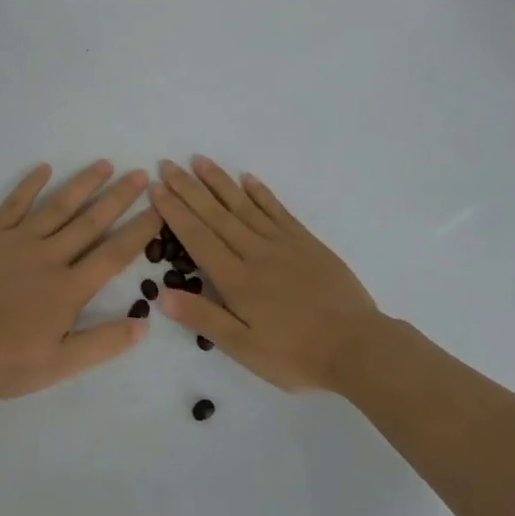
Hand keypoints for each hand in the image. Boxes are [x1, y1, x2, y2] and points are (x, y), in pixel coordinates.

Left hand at [0, 161, 160, 400]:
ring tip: (104, 164)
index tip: (159, 209)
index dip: (140, 230)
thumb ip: (102, 343)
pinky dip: (29, 185)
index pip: (114, 253)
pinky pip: (13, 205)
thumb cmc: (2, 362)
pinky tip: (44, 168)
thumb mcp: (58, 365)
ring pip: (57, 206)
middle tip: (140, 174)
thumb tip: (145, 323)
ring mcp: (17, 242)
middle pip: (91, 221)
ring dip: (83, 184)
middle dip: (118, 197)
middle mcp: (49, 257)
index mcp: (69, 289)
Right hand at [151, 158, 382, 394]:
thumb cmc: (296, 354)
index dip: (175, 212)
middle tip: (167, 164)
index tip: (156, 189)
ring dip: (220, 182)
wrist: (357, 347)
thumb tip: (162, 295)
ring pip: (244, 206)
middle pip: (216, 215)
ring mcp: (283, 244)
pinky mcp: (307, 243)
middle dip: (189, 188)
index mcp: (237, 280)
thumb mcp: (244, 348)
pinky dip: (261, 193)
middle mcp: (256, 253)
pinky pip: (278, 211)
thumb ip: (204, 319)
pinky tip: (248, 179)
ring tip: (200, 161)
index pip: (198, 237)